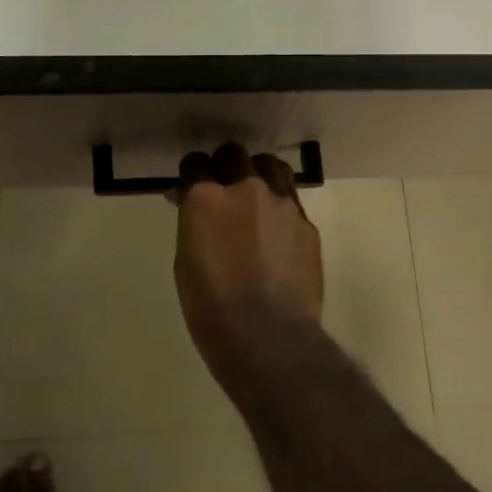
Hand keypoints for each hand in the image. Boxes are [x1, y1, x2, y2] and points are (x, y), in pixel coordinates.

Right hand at [172, 143, 323, 382]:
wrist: (268, 336)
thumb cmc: (212, 308)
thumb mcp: (185, 262)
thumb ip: (193, 224)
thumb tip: (192, 206)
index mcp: (206, 198)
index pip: (195, 164)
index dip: (192, 174)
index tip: (190, 187)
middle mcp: (246, 188)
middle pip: (234, 155)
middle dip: (224, 166)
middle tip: (222, 189)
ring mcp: (281, 202)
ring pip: (269, 165)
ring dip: (258, 174)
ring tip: (255, 195)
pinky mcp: (306, 222)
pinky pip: (290, 198)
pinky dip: (279, 205)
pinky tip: (277, 229)